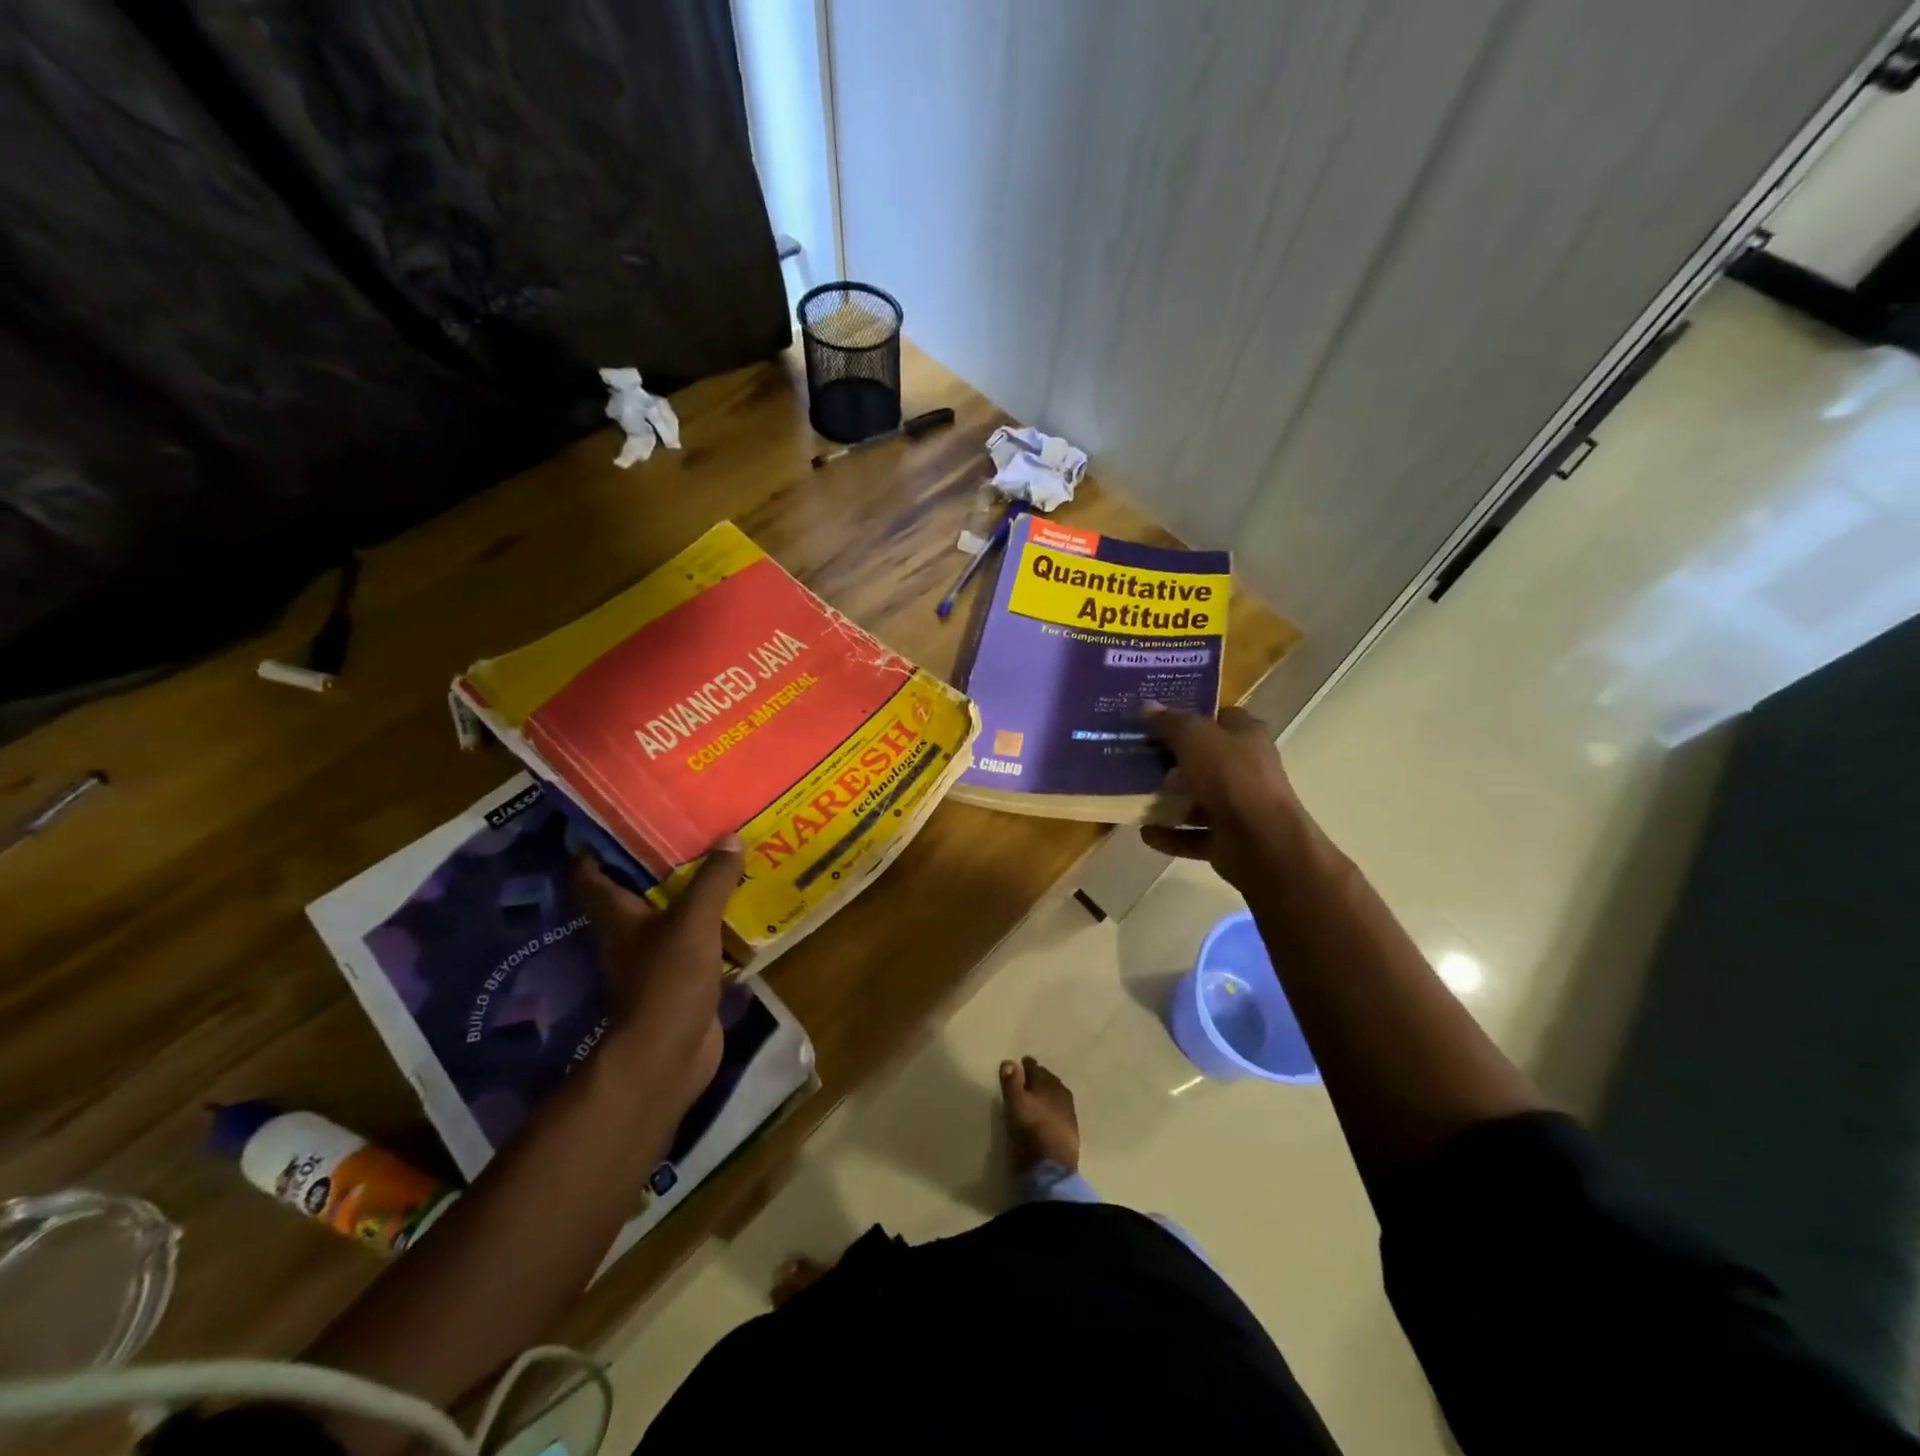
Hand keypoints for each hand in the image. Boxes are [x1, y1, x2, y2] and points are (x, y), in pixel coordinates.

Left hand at [571, 835, 743, 1118]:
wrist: (670, 1054)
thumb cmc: (668, 979)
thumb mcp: (694, 921)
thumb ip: (712, 880)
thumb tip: (730, 839)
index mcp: (618, 916)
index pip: (590, 875)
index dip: (596, 848)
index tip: (620, 821)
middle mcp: (629, 935)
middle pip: (633, 892)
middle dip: (656, 865)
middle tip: (689, 834)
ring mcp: (653, 960)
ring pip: (668, 917)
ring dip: (688, 895)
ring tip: (720, 864)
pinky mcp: (681, 980)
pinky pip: (696, 942)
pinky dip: (711, 926)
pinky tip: (738, 911)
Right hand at [1140, 704, 1306, 892]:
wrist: (1261, 842)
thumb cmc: (1230, 777)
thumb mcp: (1194, 738)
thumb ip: (1170, 723)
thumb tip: (1147, 707)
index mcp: (1247, 736)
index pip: (1220, 717)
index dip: (1191, 716)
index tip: (1157, 721)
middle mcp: (1247, 769)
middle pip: (1205, 759)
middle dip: (1172, 761)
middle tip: (1137, 758)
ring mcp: (1239, 807)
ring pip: (1198, 800)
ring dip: (1169, 802)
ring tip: (1135, 797)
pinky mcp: (1229, 840)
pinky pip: (1193, 836)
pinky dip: (1170, 835)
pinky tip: (1145, 832)